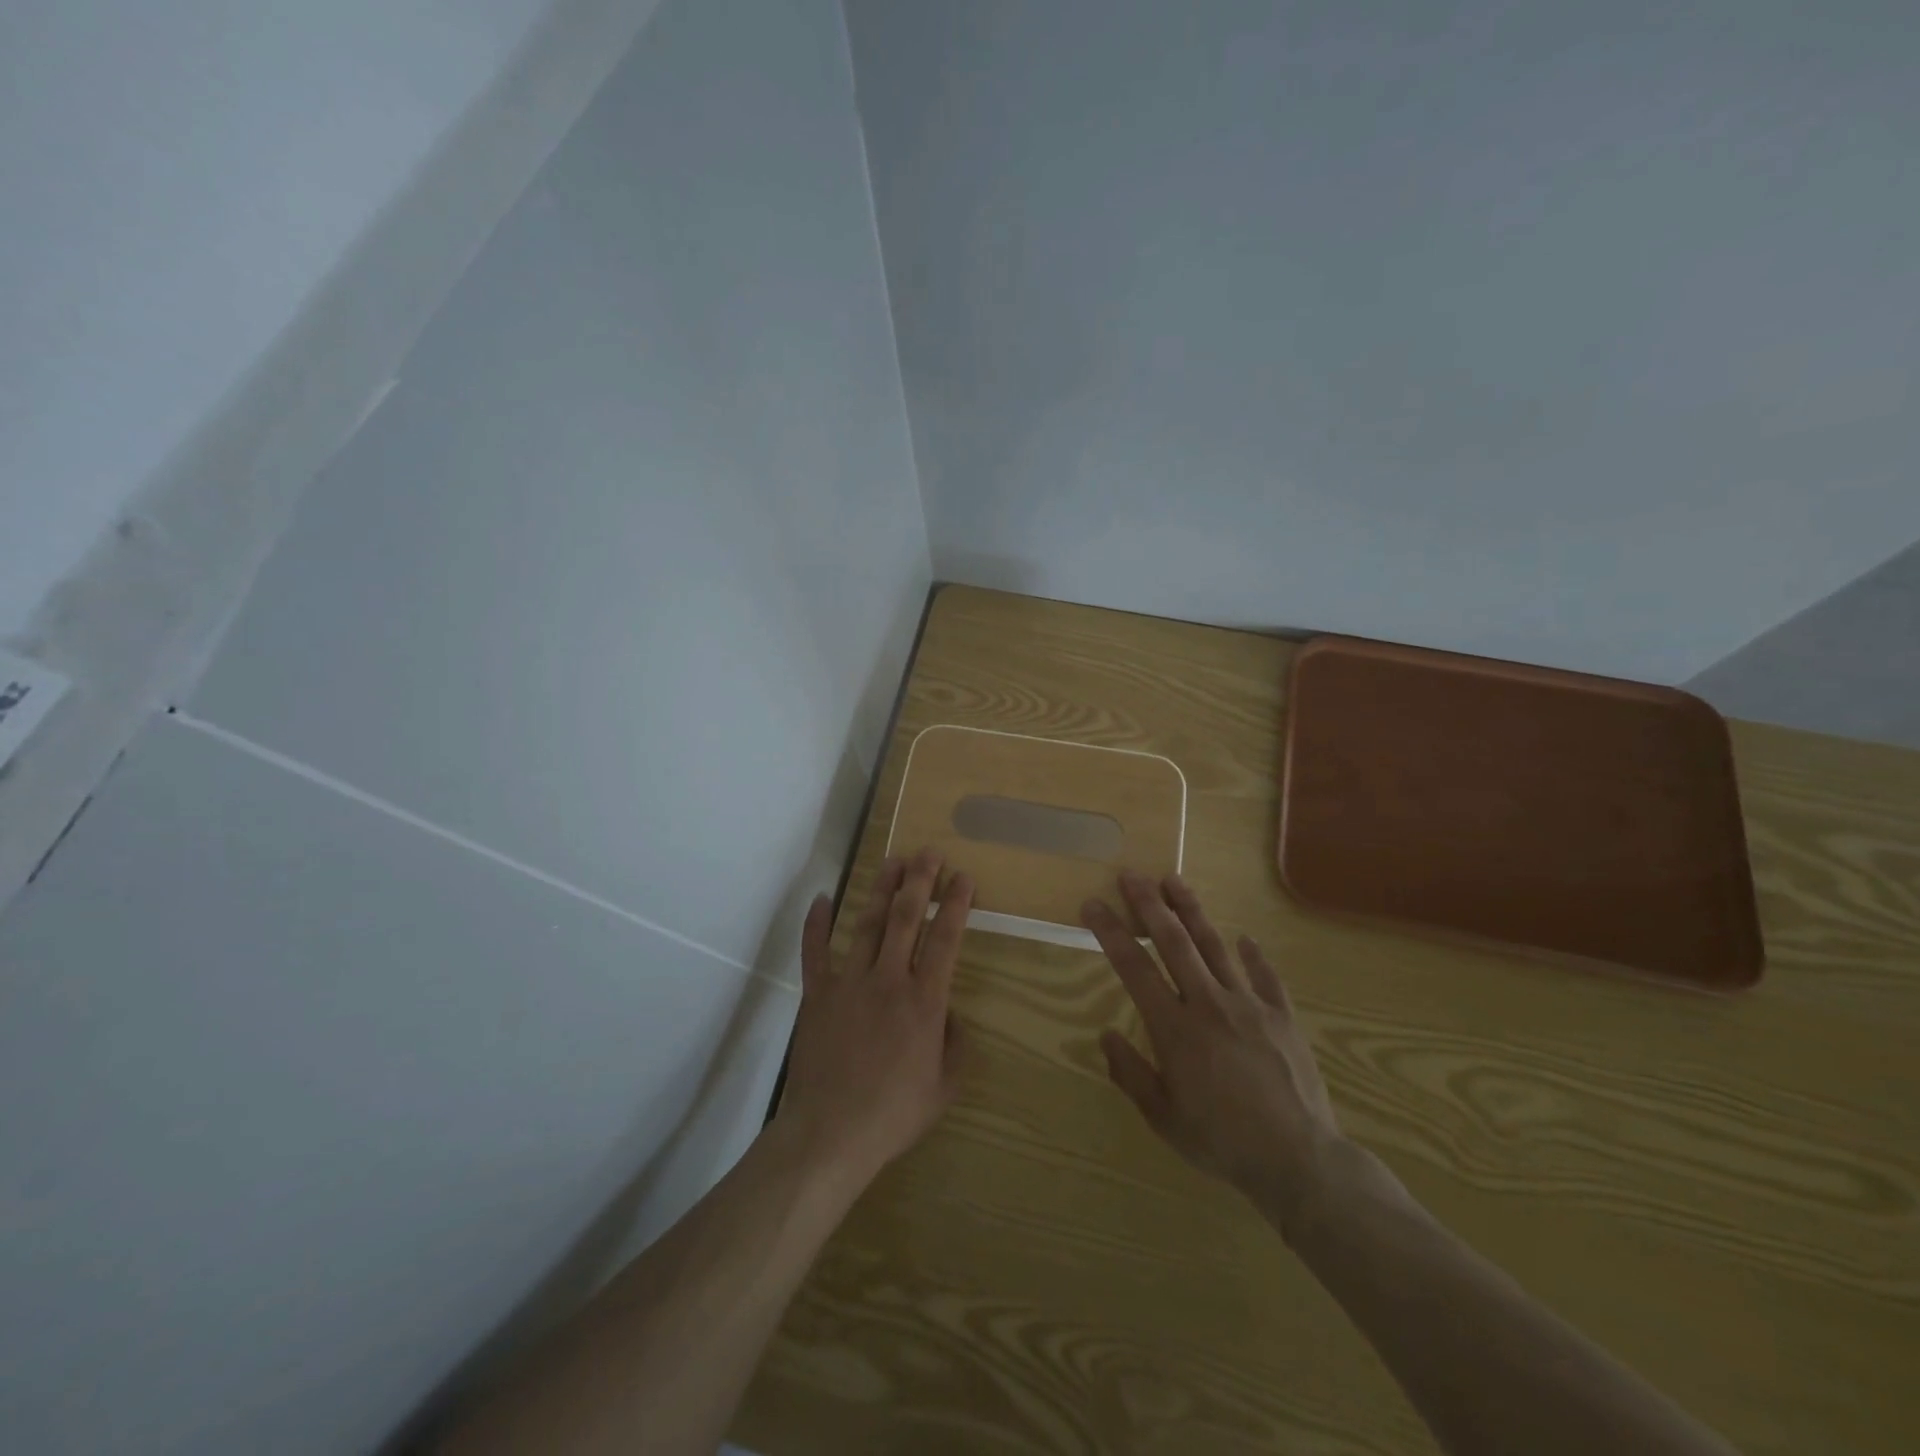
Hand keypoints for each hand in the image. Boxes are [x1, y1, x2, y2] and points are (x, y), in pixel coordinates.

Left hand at [776, 848, 973, 1190]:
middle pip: (907, 918)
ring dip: (880, 890)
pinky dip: (817, 923)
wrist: (831, 1133)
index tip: (963, 877)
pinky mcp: (818, 994)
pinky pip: (816, 951)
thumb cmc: (894, 1114)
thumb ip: (956, 1045)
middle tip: (928, 852)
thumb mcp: (945, 1087)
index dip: (956, 905)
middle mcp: (889, 979)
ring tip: (891, 861)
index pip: (945, 939)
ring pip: (868, 924)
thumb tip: (949, 1015)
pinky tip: (822, 898)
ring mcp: (849, 982)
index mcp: (925, 1001)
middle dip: (919, 881)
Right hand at [1081, 872, 1346, 1238]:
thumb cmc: (1222, 1141)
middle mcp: (1209, 1003)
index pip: (1134, 967)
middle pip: (1174, 942)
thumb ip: (1130, 1073)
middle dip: (1150, 904)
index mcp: (1175, 1028)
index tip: (1093, 904)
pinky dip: (1252, 955)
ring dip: (1192, 911)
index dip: (1110, 932)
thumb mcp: (1163, 1117)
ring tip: (1174, 880)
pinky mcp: (1282, 1016)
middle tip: (1132, 874)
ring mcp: (1249, 1005)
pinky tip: (1244, 938)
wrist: (1299, 1160)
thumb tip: (1105, 1035)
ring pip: (1215, 946)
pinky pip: (1265, 976)